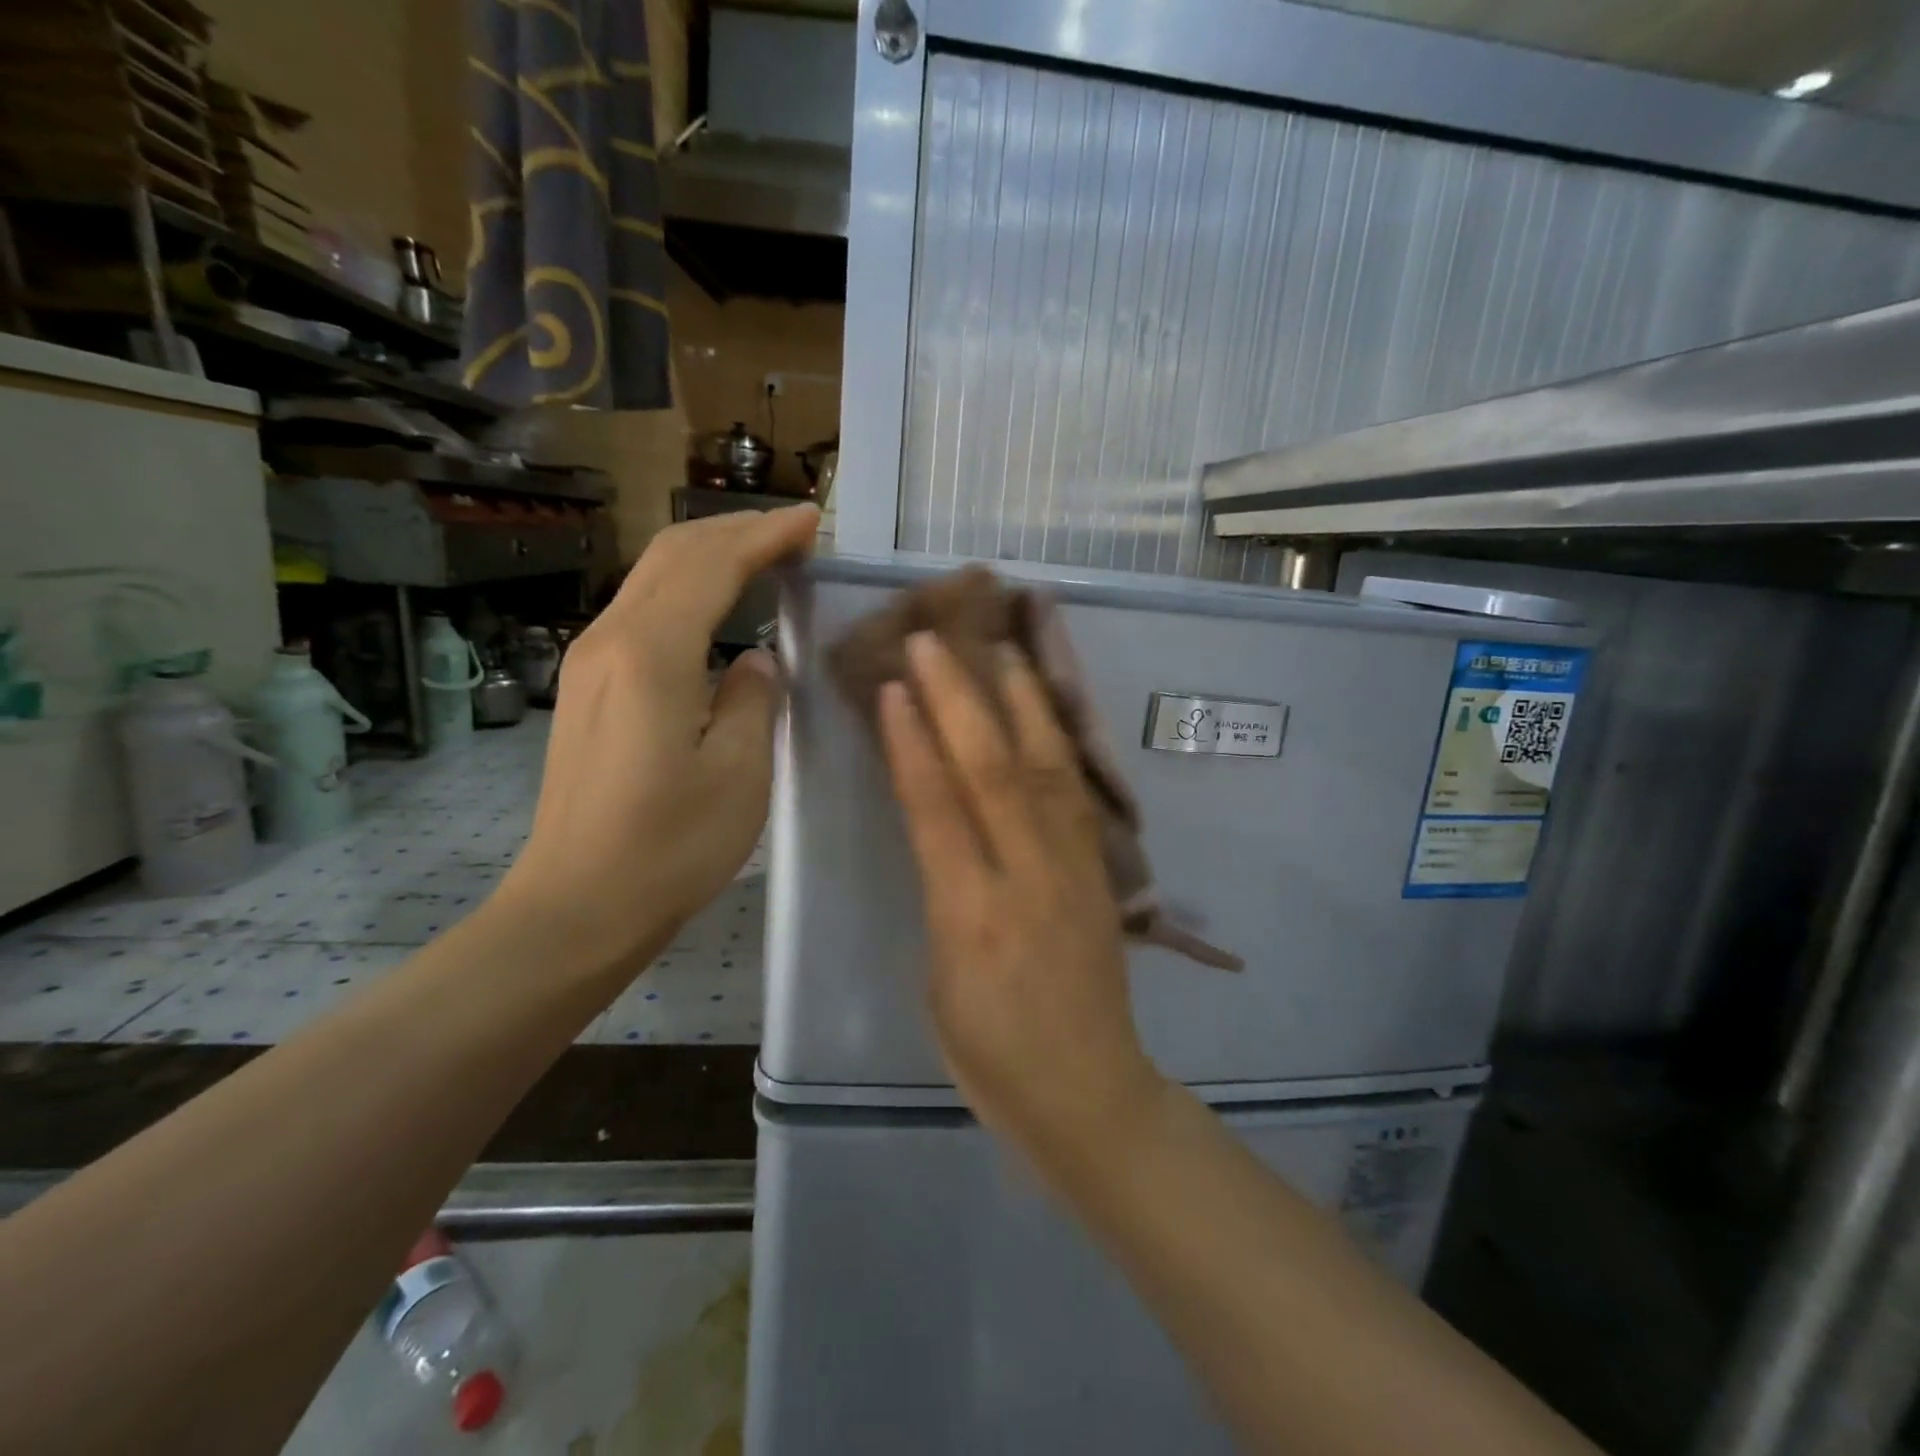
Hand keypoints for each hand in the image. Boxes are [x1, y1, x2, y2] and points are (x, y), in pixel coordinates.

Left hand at [496, 504, 818, 980]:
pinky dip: (687, 591)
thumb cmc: (669, 847)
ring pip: (652, 578)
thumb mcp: (740, 773)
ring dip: (710, 556)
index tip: (811, 521)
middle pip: (673, 554)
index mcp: (652, 653)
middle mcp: (610, 640)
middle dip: (736, 531)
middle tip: (794, 532)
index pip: (712, 564)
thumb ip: (754, 698)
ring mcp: (589, 662)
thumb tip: (753, 659)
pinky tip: (718, 610)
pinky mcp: (587, 688)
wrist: (577, 906)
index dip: (764, 535)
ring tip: (764, 559)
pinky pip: (642, 612)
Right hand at [878, 631, 1166, 1162]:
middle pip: (992, 772)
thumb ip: (940, 891)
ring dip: (1021, 701)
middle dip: (960, 699)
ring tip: (1000, 649)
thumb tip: (939, 826)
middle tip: (934, 642)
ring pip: (1046, 768)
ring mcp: (1073, 869)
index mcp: (970, 916)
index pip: (938, 808)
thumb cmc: (989, 1052)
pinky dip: (1058, 741)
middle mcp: (1026, 878)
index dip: (913, 742)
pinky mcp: (1101, 871)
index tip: (894, 688)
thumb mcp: (938, 978)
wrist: (1087, 1090)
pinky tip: (1044, 709)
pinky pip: (1077, 793)